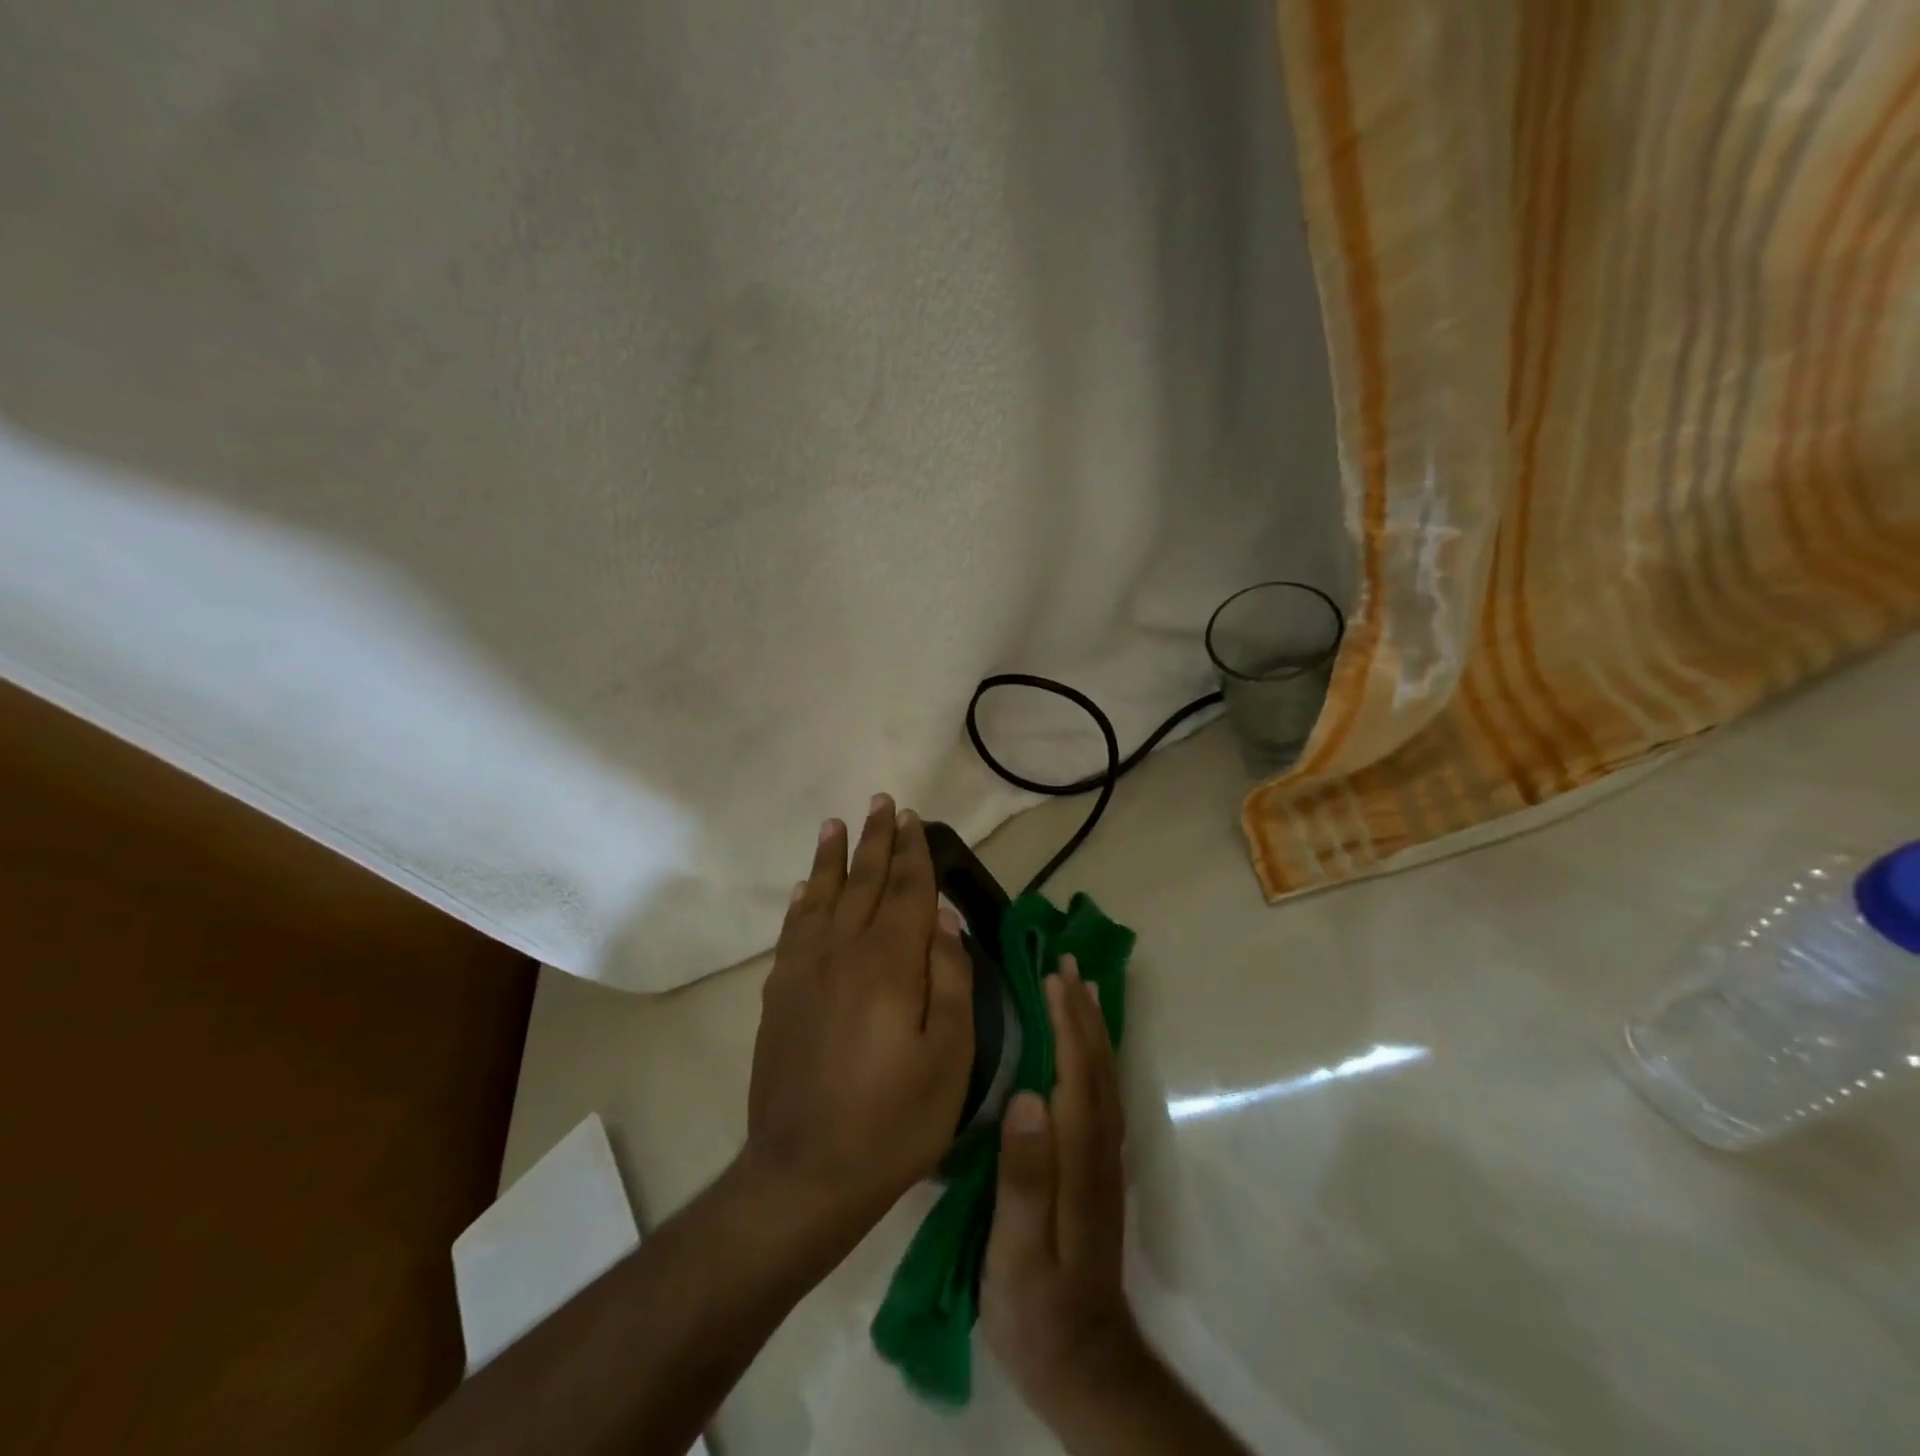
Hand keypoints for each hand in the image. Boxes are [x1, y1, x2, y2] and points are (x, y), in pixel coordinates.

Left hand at [742, 795, 974, 1245]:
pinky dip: (800, 902)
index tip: (912, 817)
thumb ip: (950, 979)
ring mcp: (804, 972)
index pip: (906, 891)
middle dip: (875, 841)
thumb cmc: (893, 1120)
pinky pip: (792, 931)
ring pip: (821, 897)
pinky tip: (803, 889)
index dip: (912, 852)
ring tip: (836, 824)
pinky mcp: (779, 995)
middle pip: (863, 882)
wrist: (805, 1173)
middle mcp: (843, 952)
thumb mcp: (949, 1057)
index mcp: (890, 963)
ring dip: (831, 858)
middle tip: (881, 803)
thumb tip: (944, 919)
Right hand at [982, 956, 1150, 1419]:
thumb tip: (1029, 1096)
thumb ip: (1024, 1175)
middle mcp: (1099, 1147)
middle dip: (1083, 1009)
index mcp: (1078, 1156)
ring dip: (1094, 1025)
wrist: (1081, 1361)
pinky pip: (1102, 1091)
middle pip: (1097, 1065)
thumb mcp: (1016, 1249)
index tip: (1052, 975)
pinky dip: (1097, 1054)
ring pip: (1105, 1075)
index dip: (1067, 1021)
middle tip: (1067, 960)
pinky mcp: (1099, 1168)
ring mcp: (1104, 1157)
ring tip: (1082, 985)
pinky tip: (1087, 1044)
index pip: (1076, 1072)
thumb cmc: (1035, 1304)